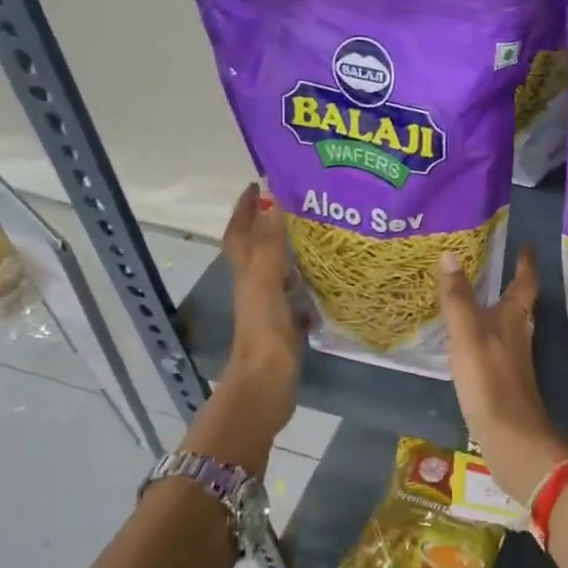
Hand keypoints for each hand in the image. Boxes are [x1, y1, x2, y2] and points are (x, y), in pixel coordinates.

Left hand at [221, 182, 301, 403]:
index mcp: (246, 272)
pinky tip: (328, 278)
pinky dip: (308, 282)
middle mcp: (254, 285)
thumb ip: (269, 244)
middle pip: (257, 247)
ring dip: (291, 249)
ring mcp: (269, 306)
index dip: (244, 208)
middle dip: (270, 222)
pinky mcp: (286, 324)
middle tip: (298, 203)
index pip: (239, 232)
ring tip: (319, 232)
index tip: (259, 183)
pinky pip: (296, 294)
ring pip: (277, 269)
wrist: (266, 384)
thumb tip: (273, 200)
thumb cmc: (264, 332)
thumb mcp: (265, 282)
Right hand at [436, 245, 567, 505]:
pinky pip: (494, 348)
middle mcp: (519, 336)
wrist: (510, 437)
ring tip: (478, 298)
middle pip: (519, 305)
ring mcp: (513, 361)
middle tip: (495, 265)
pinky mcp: (503, 382)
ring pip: (508, 326)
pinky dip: (485, 336)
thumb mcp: (467, 334)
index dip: (525, 263)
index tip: (527, 244)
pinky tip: (469, 342)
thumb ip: (458, 297)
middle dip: (511, 284)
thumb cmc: (490, 379)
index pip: (524, 283)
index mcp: (515, 319)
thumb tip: (450, 254)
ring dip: (497, 310)